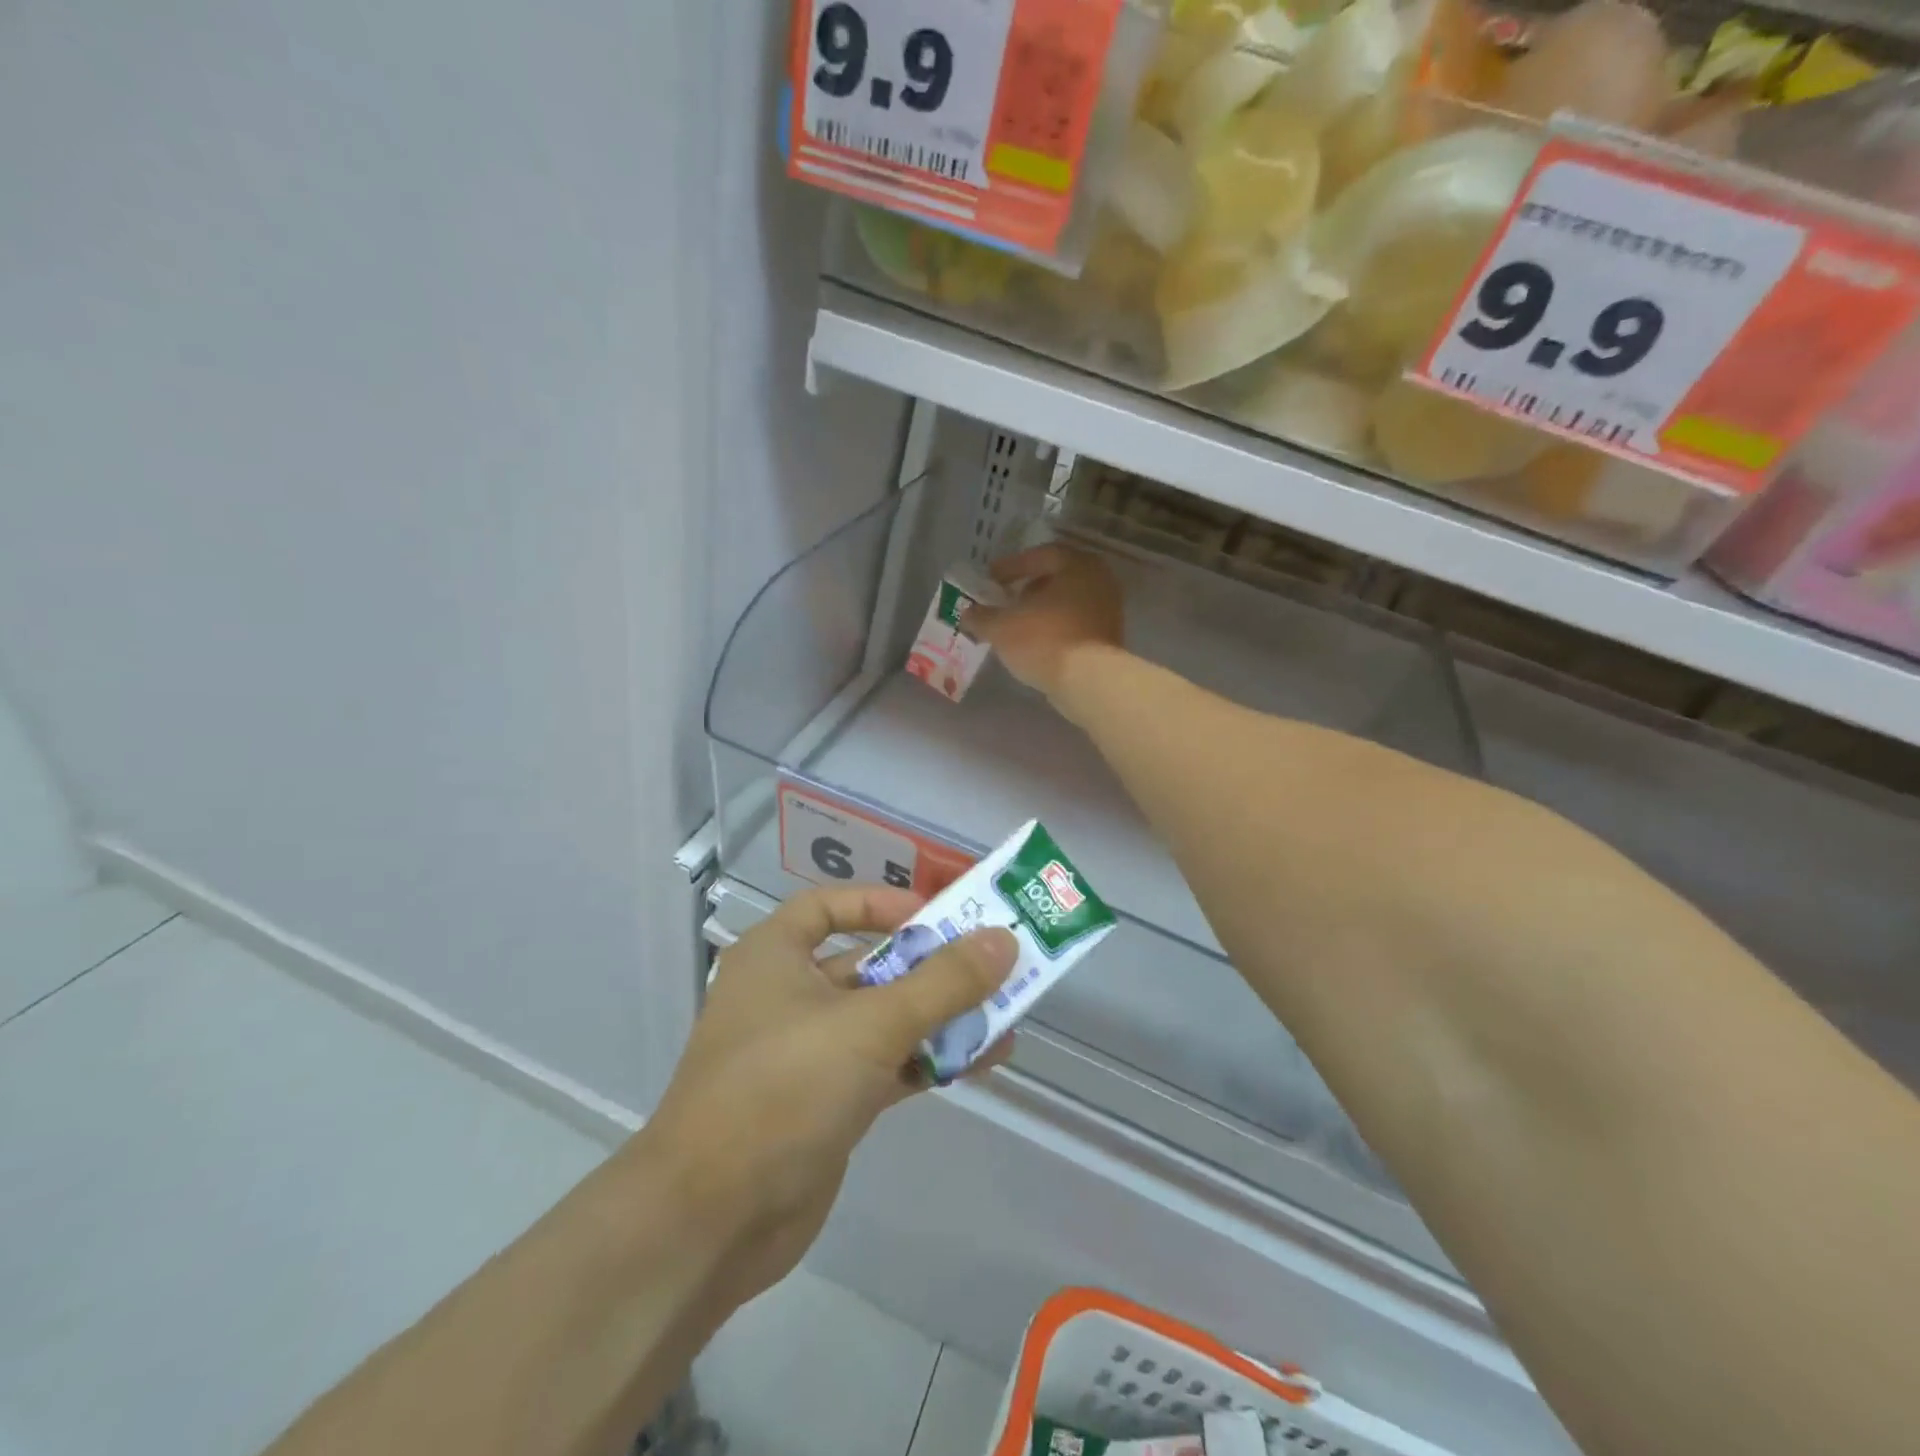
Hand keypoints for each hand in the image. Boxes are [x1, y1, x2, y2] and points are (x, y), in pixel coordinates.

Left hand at [639, 886, 1016, 1311]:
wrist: (711, 1221)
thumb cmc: (782, 1089)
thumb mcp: (869, 1025)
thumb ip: (942, 983)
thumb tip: (1003, 940)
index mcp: (775, 956)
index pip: (829, 906)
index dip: (882, 904)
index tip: (936, 916)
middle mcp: (788, 995)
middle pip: (868, 963)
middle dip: (930, 966)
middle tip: (993, 964)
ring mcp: (807, 1052)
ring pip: (883, 1018)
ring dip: (939, 1016)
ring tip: (1005, 1015)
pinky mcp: (826, 1102)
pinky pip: (886, 1064)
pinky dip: (928, 1059)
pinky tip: (982, 1060)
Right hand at [964, 546, 1123, 699]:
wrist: (1088, 682)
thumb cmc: (1044, 640)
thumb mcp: (1001, 627)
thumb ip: (981, 616)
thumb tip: (968, 613)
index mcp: (1077, 565)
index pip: (1040, 555)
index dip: (1011, 566)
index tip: (990, 579)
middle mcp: (1099, 581)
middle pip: (1056, 579)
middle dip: (1028, 589)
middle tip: (1004, 601)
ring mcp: (1108, 611)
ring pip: (1067, 604)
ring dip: (1041, 612)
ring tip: (1016, 627)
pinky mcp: (1109, 639)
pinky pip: (1075, 625)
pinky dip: (1054, 629)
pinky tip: (1035, 644)